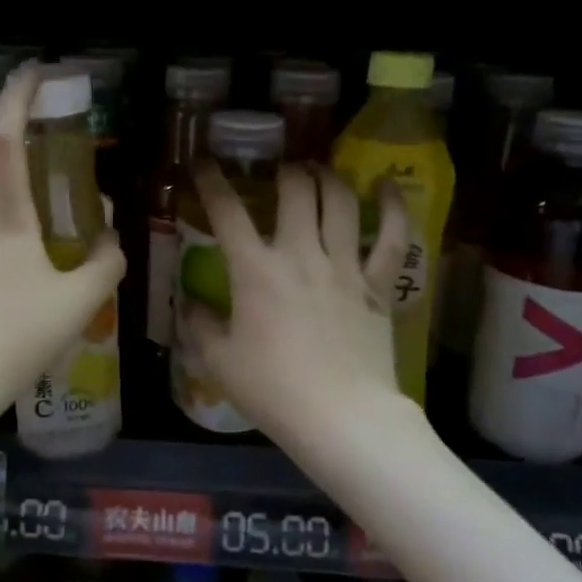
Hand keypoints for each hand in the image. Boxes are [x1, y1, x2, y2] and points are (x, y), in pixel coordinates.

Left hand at [0, 61, 125, 423]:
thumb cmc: (16, 336)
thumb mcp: (80, 302)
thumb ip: (106, 261)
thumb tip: (108, 234)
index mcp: (4, 217)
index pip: (3, 141)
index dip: (16, 99)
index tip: (33, 72)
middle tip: (36, 158)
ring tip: (39, 211)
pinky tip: (21, 257)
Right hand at [179, 164, 410, 448]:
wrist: (343, 418)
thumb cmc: (274, 391)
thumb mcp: (220, 362)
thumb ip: (200, 326)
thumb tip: (188, 304)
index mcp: (256, 270)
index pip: (227, 211)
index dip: (211, 181)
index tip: (203, 162)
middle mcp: (301, 254)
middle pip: (295, 190)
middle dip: (283, 170)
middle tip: (278, 170)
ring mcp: (344, 266)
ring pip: (339, 201)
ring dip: (326, 177)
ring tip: (316, 170)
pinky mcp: (377, 285)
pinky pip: (392, 237)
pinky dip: (393, 206)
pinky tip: (387, 184)